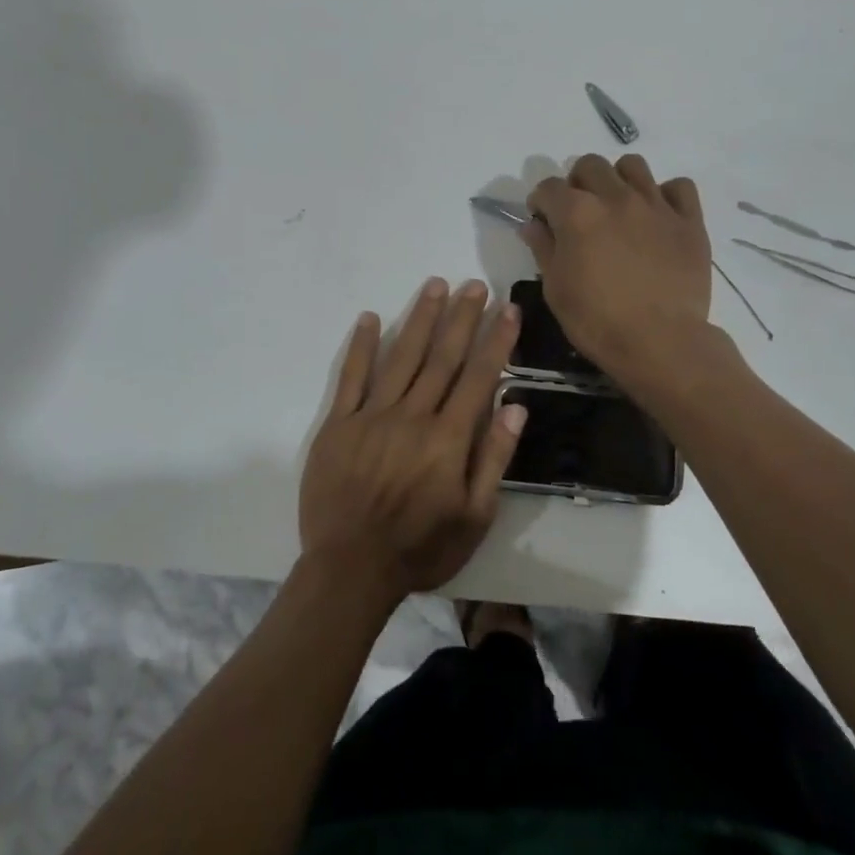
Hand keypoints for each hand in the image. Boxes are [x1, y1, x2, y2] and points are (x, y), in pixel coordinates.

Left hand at [299, 278, 526, 605]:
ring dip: (420, 319)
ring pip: (401, 357)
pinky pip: (351, 378)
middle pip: (442, 357)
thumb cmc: (421, 548)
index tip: (507, 309)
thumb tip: (516, 406)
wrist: (350, 570)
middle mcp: (413, 416)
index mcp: (448, 438)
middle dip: (461, 318)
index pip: (479, 377)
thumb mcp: (474, 517)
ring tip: (434, 286)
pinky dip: (361, 346)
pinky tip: (370, 317)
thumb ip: (494, 458)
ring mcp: (372, 416)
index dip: (496, 341)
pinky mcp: (338, 424)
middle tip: (474, 284)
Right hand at [521, 154, 713, 384]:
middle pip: (590, 165)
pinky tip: (658, 216)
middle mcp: (616, 197)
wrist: (660, 342)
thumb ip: (543, 249)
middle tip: (579, 212)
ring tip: (618, 207)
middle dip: (577, 183)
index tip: (542, 220)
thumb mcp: (556, 290)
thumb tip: (534, 225)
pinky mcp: (689, 221)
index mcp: (577, 213)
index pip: (548, 187)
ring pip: (633, 166)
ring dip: (618, 180)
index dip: (540, 201)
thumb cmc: (597, 321)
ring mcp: (656, 205)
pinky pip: (679, 187)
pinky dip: (666, 195)